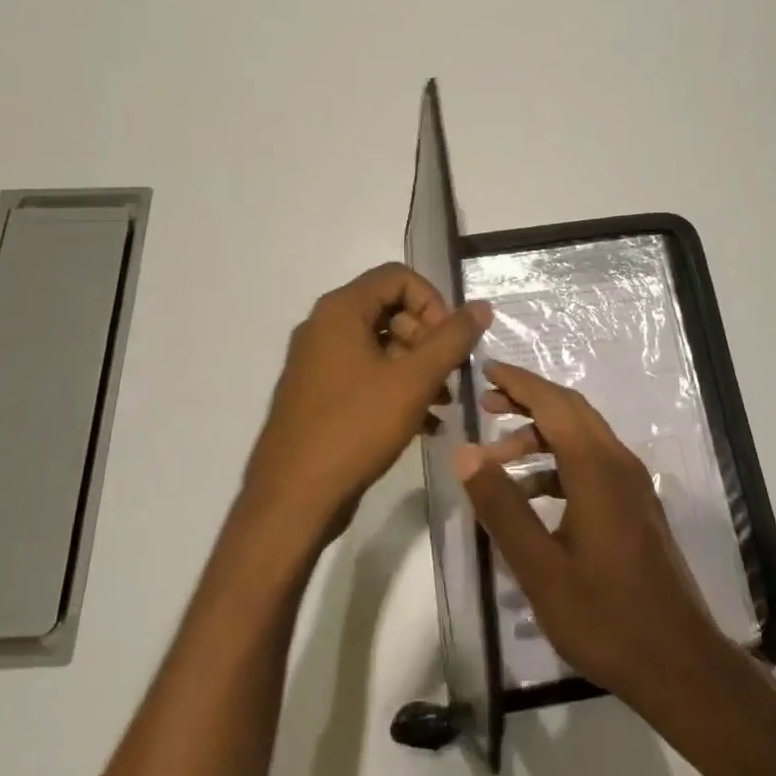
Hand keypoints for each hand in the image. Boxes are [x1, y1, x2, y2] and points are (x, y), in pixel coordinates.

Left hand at [243, 263, 491, 551]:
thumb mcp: (414, 380)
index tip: (452, 341)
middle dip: (429, 339)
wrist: (294, 498)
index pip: (398, 278)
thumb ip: (452, 339)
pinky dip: (398, 390)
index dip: (434, 302)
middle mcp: (324, 328)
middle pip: (391, 311)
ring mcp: (319, 364)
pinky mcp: (320, 397)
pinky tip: (426, 424)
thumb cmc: (355, 428)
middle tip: (451, 375)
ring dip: (419, 369)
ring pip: (382, 348)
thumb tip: (482, 306)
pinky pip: (367, 377)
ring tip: (445, 403)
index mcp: (340, 311)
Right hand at [454, 360, 734, 713]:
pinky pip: (594, 465)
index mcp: (597, 469)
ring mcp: (634, 486)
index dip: (519, 383)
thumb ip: (502, 506)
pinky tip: (533, 497)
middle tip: (485, 405)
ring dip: (541, 438)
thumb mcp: (539, 567)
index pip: (554, 404)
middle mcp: (620, 464)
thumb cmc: (604, 616)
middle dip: (528, 401)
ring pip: (583, 439)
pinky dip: (559, 465)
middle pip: (571, 412)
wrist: (678, 662)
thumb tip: (465, 453)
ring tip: (497, 459)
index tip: (485, 371)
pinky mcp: (637, 507)